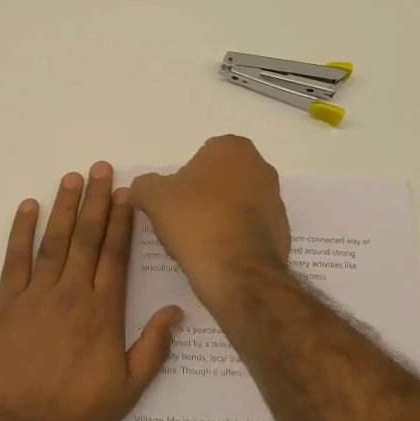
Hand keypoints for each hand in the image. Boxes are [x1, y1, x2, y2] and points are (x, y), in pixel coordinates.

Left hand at [0, 162, 183, 420]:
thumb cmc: (73, 418)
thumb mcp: (126, 392)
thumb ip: (153, 349)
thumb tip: (177, 311)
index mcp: (103, 312)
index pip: (116, 255)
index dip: (121, 221)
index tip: (125, 192)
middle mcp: (72, 294)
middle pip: (86, 238)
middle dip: (95, 201)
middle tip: (100, 168)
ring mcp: (35, 296)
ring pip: (54, 241)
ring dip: (64, 207)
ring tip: (71, 177)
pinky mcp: (4, 305)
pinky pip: (14, 260)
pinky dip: (21, 232)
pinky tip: (28, 208)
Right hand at [129, 135, 290, 306]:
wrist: (237, 272)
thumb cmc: (196, 221)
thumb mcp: (154, 198)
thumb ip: (143, 185)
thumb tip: (137, 188)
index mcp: (233, 148)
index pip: (201, 156)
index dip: (183, 179)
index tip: (173, 201)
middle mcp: (261, 167)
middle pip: (221, 179)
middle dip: (203, 195)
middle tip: (182, 219)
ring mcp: (276, 199)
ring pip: (236, 203)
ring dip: (219, 216)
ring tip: (198, 241)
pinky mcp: (282, 231)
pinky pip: (249, 228)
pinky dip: (234, 236)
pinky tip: (218, 254)